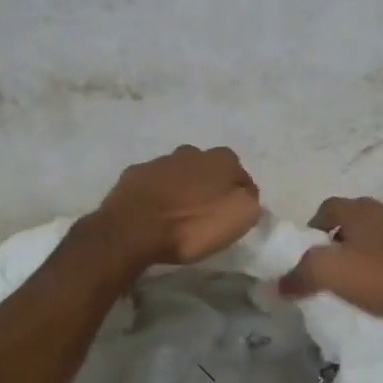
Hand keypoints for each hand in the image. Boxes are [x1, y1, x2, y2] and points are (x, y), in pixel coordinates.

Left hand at [92, 145, 261, 266]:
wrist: (133, 230)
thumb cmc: (192, 225)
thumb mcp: (240, 217)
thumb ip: (249, 199)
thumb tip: (245, 193)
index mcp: (221, 160)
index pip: (239, 173)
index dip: (239, 193)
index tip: (234, 213)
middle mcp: (191, 152)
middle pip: (207, 169)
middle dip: (209, 186)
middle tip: (206, 212)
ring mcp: (159, 161)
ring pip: (179, 172)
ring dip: (182, 188)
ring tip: (178, 214)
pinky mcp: (134, 174)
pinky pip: (153, 182)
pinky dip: (157, 193)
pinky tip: (154, 212)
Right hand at [278, 197, 382, 323]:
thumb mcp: (331, 274)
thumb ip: (300, 275)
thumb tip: (277, 284)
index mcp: (359, 208)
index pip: (326, 208)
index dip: (313, 229)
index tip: (308, 254)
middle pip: (354, 220)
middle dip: (340, 240)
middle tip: (332, 268)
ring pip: (378, 235)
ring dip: (366, 251)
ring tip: (360, 279)